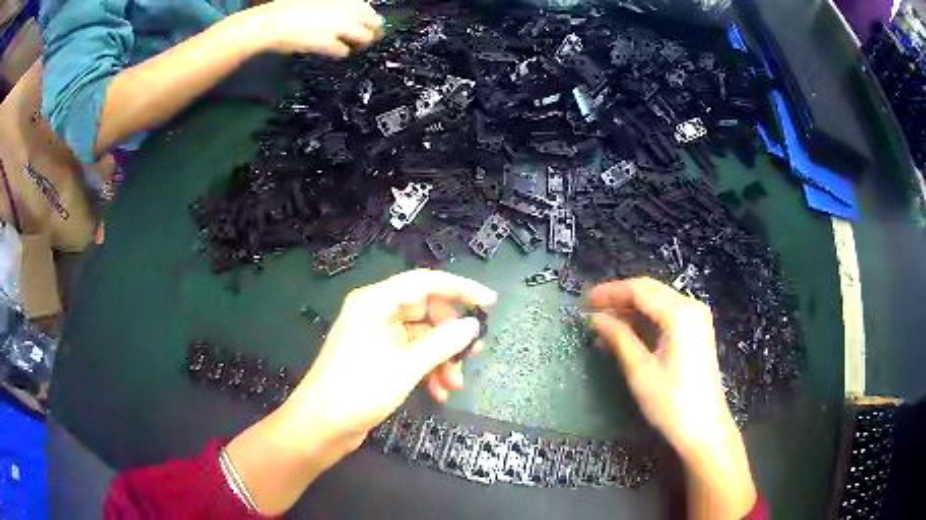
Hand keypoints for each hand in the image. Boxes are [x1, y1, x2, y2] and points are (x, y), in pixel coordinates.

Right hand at [246, 0, 383, 56]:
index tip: (367, 24)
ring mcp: (341, 27)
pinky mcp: (330, 44)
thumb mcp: (318, 0)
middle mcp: (350, 11)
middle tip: (366, 39)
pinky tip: (334, 51)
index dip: (370, 19)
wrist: (274, 20)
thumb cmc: (290, 6)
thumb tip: (344, 13)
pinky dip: (341, 52)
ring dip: (360, 44)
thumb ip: (336, 5)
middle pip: (375, 24)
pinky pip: (344, 51)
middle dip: (373, 32)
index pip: (370, 11)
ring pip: (365, 39)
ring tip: (352, 47)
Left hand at [289, 269, 496, 445]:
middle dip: (451, 334)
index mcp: (376, 301)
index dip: (460, 289)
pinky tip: (438, 391)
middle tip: (475, 352)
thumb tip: (472, 327)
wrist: (322, 425)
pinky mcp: (377, 357)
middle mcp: (376, 312)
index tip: (489, 302)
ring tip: (455, 383)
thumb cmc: (360, 389)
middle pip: (425, 310)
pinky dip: (427, 369)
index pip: (425, 282)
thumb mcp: (407, 366)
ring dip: (441, 358)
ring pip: (420, 336)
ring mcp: (375, 336)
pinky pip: (410, 354)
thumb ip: (443, 343)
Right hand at [590, 278, 756, 519]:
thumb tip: (596, 318)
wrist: (704, 428)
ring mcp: (697, 318)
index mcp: (679, 313)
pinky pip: (667, 313)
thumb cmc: (671, 402)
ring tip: (605, 319)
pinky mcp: (697, 331)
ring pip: (658, 300)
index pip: (640, 290)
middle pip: (650, 290)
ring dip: (632, 307)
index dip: (611, 292)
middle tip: (591, 308)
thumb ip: (619, 338)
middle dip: (620, 296)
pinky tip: (628, 328)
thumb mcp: (640, 370)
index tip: (584, 300)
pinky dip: (646, 317)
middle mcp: (691, 307)